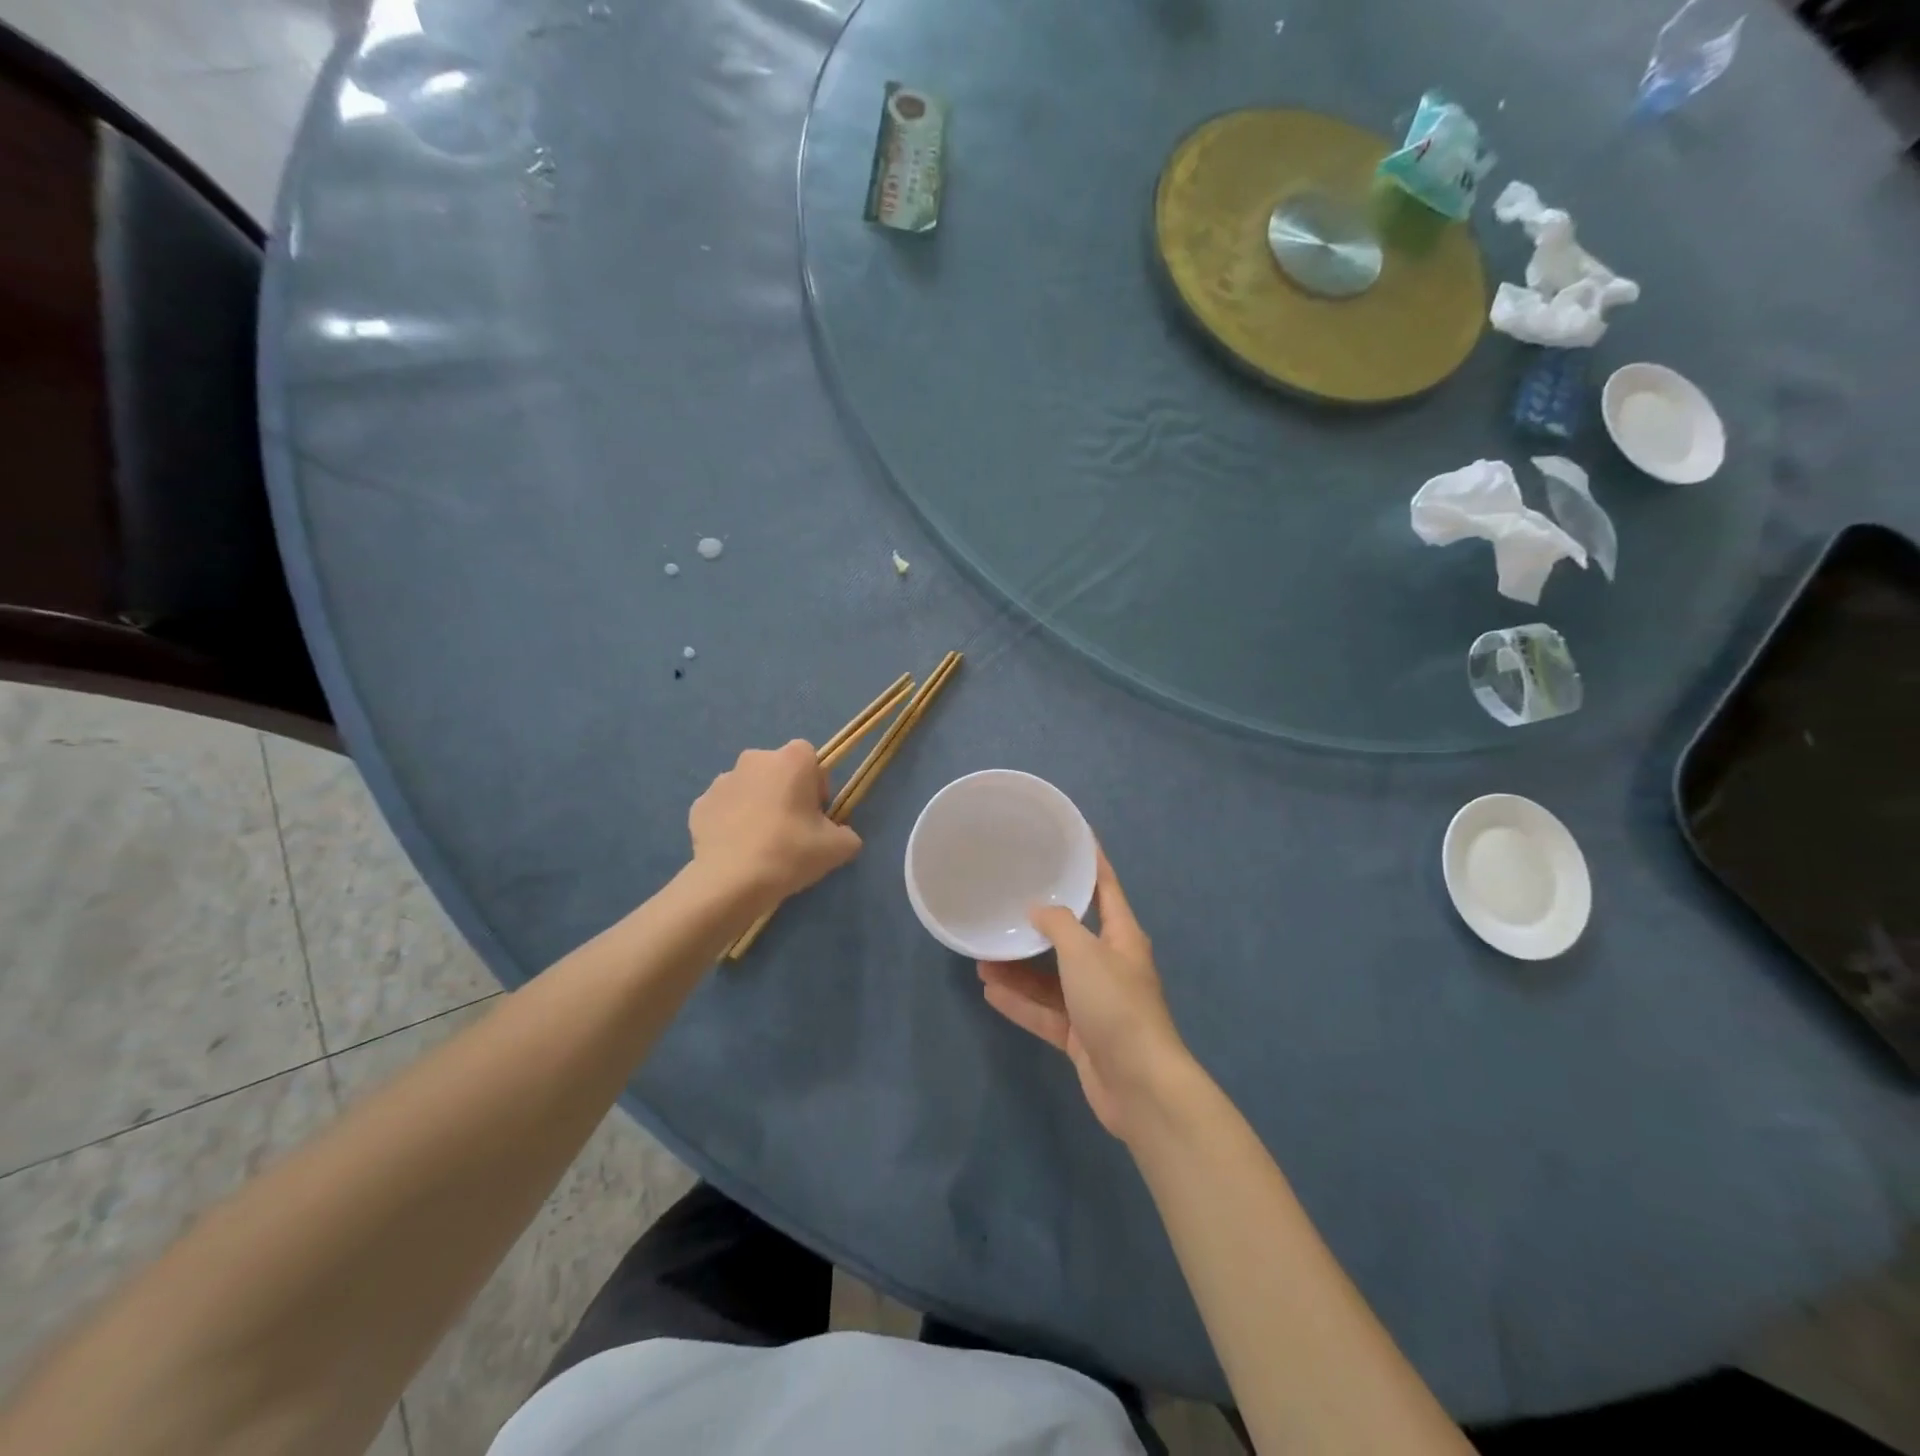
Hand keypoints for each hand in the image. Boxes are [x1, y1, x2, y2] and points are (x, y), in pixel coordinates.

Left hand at [689, 741, 861, 907]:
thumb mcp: (839, 847)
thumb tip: (841, 835)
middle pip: (777, 770)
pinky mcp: (699, 805)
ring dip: (757, 805)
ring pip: (749, 788)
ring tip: (762, 843)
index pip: (810, 757)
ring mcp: (722, 781)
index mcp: (791, 759)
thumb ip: (847, 834)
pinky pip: (724, 809)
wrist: (732, 882)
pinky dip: (731, 822)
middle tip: (792, 829)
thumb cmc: (791, 852)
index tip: (817, 814)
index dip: (816, 784)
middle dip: (785, 792)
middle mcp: (754, 759)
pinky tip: (738, 850)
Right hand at [978, 850, 1191, 1140]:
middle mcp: (1110, 966)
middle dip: (1039, 922)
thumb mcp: (1084, 954)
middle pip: (1072, 935)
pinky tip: (989, 991)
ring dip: (1020, 967)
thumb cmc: (1116, 1005)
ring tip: (983, 954)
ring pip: (1052, 977)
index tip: (1071, 837)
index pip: (1106, 888)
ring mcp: (1096, 1003)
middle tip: (1006, 903)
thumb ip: (1058, 926)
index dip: (1091, 861)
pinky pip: (1045, 1011)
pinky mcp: (1081, 1036)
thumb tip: (1038, 909)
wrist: (1139, 1085)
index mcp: (1122, 937)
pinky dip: (1021, 1002)